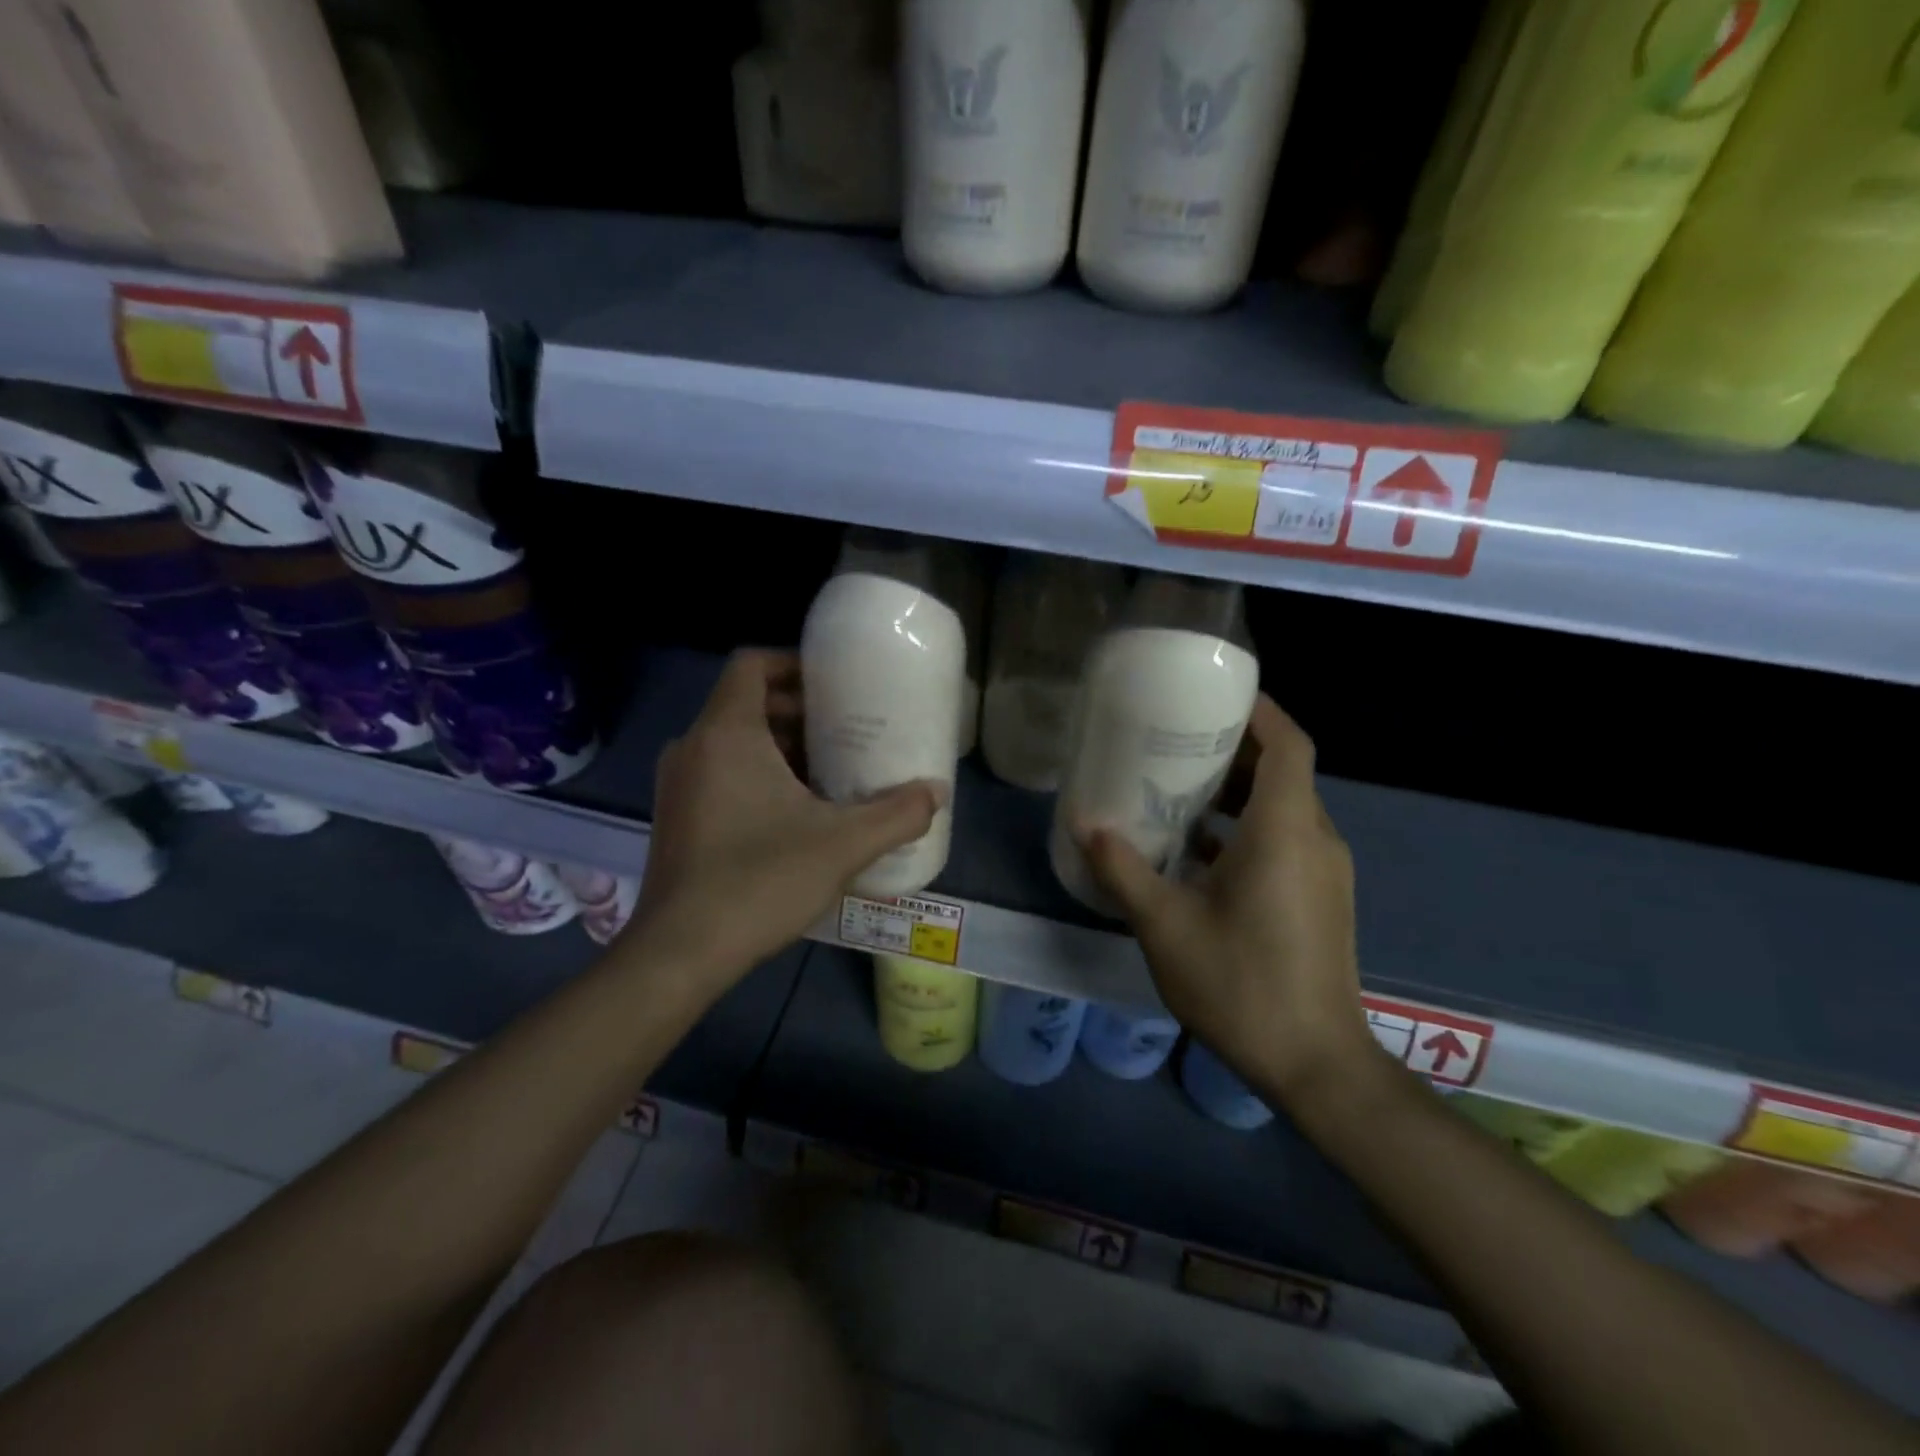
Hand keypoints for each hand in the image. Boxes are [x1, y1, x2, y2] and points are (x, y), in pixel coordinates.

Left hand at [626, 650, 942, 986]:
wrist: (680, 952)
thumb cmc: (760, 880)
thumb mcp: (843, 844)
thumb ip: (897, 814)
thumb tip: (937, 792)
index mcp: (726, 734)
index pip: (752, 665)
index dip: (794, 663)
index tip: (835, 684)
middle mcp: (693, 748)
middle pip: (747, 703)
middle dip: (799, 711)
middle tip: (847, 730)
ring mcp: (678, 785)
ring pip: (733, 741)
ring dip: (781, 747)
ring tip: (831, 770)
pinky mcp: (677, 818)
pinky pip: (720, 773)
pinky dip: (757, 775)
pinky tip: (797, 813)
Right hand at [1077, 696, 1375, 1107]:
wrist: (1316, 1064)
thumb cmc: (1241, 984)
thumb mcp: (1165, 925)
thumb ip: (1123, 869)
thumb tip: (1086, 824)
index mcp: (1285, 831)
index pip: (1289, 744)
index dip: (1260, 711)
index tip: (1214, 695)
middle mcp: (1315, 840)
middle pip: (1284, 771)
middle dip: (1234, 748)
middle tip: (1177, 740)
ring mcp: (1324, 872)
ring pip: (1284, 808)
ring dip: (1237, 792)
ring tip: (1178, 789)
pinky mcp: (1321, 898)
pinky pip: (1286, 840)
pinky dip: (1247, 829)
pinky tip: (1198, 851)